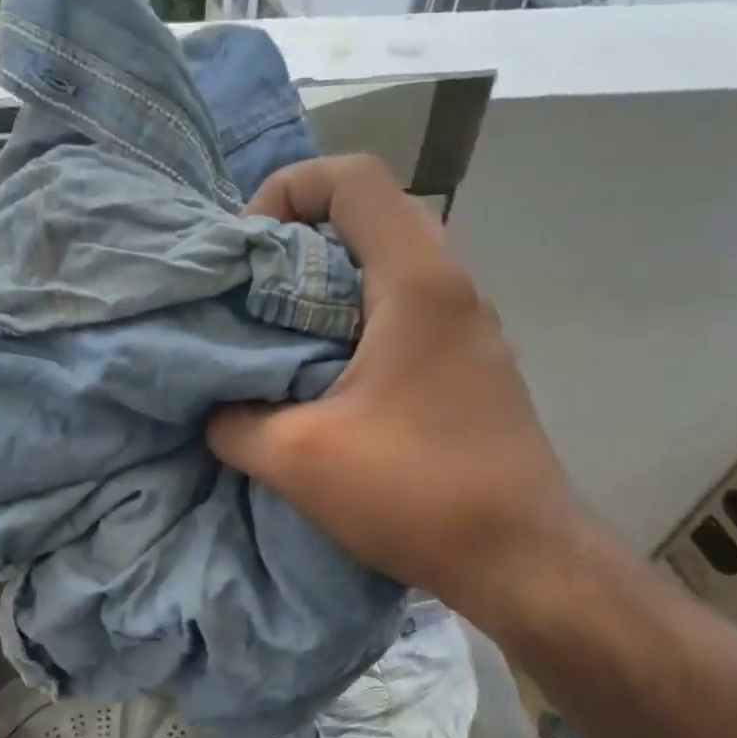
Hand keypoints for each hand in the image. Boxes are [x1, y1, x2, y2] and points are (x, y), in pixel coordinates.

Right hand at [208, 156, 587, 623]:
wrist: (522, 558)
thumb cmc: (414, 493)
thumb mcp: (297, 459)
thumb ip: (235, 422)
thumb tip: (214, 410)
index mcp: (416, 281)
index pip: (352, 178)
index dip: (287, 190)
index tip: (249, 250)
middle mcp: (451, 285)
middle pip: (370, 213)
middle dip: (301, 237)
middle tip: (255, 289)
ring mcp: (468, 324)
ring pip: (390, 261)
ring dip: (329, 282)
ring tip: (280, 331)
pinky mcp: (469, 362)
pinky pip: (405, 306)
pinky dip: (356, 317)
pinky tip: (324, 374)